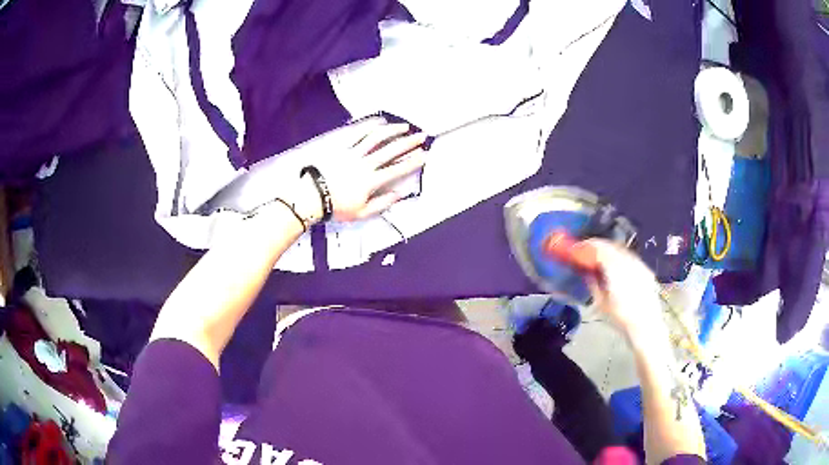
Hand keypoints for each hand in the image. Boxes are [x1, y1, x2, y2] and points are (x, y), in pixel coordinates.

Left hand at [300, 118, 426, 222]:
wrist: (311, 196)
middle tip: (421, 136)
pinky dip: (369, 126)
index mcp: (371, 181)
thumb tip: (399, 194)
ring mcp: (353, 153)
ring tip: (404, 127)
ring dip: (392, 131)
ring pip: (376, 138)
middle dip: (409, 142)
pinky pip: (357, 134)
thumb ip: (382, 204)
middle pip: (391, 150)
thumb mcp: (361, 213)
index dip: (412, 162)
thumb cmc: (336, 206)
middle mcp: (365, 164)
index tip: (424, 155)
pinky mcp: (341, 147)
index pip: (397, 169)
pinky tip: (379, 122)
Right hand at [579, 239, 666, 343]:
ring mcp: (639, 264)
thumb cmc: (621, 318)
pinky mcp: (645, 270)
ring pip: (620, 250)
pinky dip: (619, 257)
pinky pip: (629, 257)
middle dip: (597, 246)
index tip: (576, 249)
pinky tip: (615, 267)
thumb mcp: (601, 303)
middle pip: (610, 246)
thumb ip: (593, 283)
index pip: (598, 248)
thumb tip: (586, 272)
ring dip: (608, 251)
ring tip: (599, 259)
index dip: (586, 246)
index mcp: (615, 268)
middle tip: (586, 252)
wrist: (646, 326)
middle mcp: (628, 261)